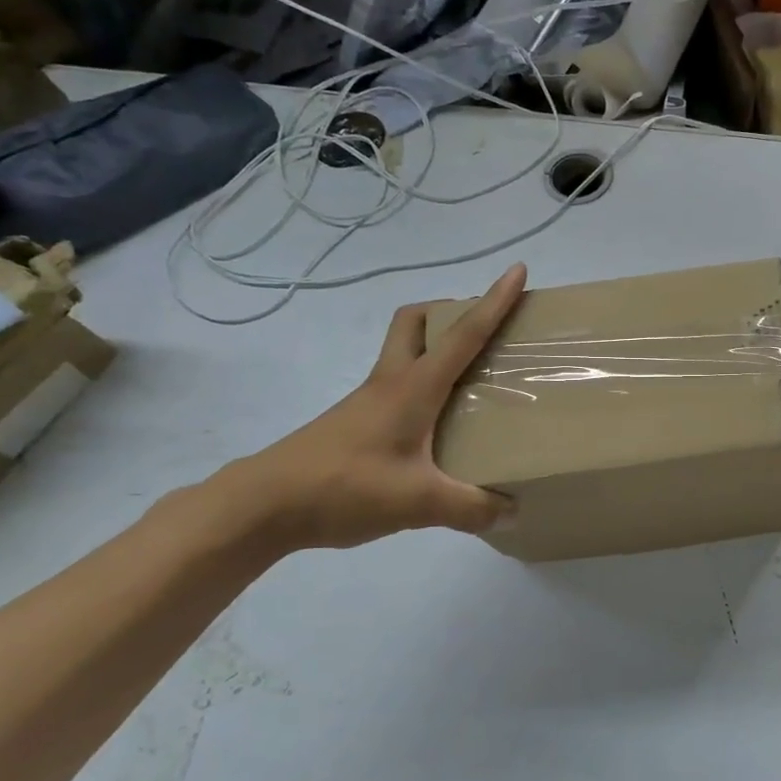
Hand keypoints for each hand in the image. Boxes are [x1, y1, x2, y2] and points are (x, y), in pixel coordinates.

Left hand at [220, 264, 527, 551]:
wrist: (263, 505)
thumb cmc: (344, 487)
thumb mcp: (418, 503)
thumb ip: (470, 508)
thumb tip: (511, 511)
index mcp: (414, 387)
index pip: (463, 334)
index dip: (493, 301)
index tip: (518, 269)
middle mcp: (391, 382)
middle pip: (416, 322)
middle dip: (449, 311)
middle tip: (482, 331)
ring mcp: (368, 401)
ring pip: (404, 352)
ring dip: (435, 347)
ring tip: (471, 378)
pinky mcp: (356, 422)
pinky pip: (397, 386)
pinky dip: (421, 386)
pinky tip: (436, 426)